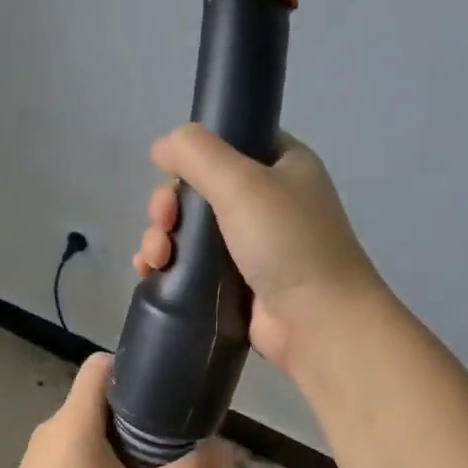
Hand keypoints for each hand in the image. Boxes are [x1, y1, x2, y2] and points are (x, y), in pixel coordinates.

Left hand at [0, 352, 229, 467]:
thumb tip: (228, 450)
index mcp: (75, 418)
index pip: (100, 364)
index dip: (133, 366)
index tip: (166, 390)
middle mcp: (54, 426)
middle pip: (99, 398)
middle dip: (138, 411)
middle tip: (173, 436)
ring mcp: (41, 454)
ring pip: (88, 429)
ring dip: (121, 440)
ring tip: (153, 467)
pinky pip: (75, 454)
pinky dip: (101, 461)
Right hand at [133, 125, 386, 373]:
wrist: (316, 322)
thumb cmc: (286, 243)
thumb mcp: (242, 183)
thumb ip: (198, 154)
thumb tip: (162, 145)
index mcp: (280, 166)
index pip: (226, 146)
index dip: (191, 160)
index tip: (171, 181)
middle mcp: (267, 202)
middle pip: (199, 191)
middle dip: (169, 207)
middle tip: (162, 226)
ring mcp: (250, 247)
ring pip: (189, 231)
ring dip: (162, 238)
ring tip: (154, 259)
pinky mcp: (234, 285)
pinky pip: (191, 267)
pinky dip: (167, 267)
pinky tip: (150, 273)